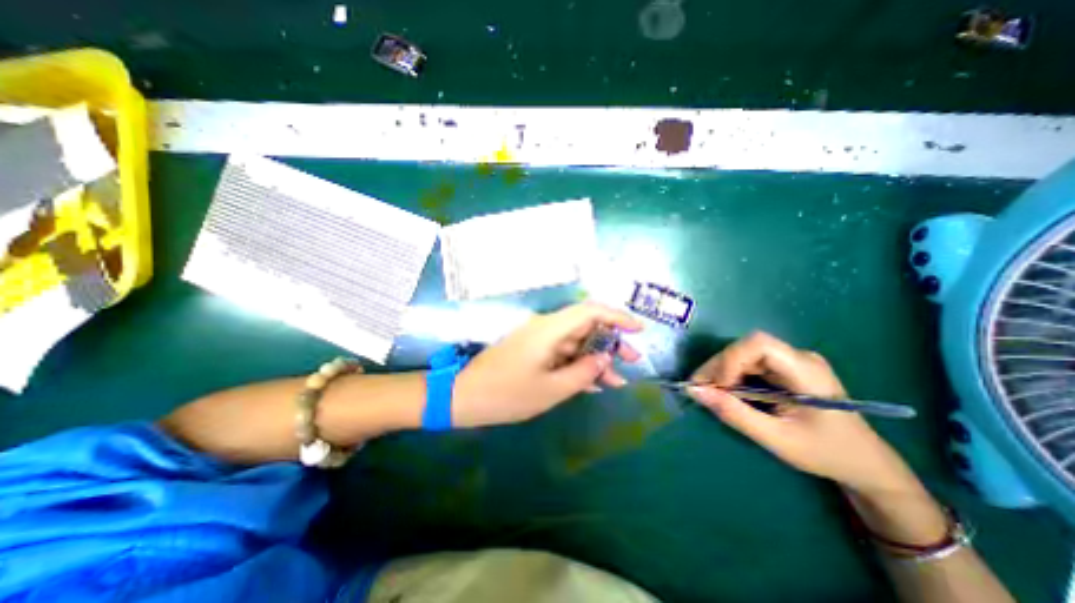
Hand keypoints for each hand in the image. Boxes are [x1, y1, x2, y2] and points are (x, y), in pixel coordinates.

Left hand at [450, 303, 641, 427]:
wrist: (465, 397)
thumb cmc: (507, 394)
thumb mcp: (551, 389)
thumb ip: (583, 372)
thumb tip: (605, 358)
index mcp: (550, 329)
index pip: (590, 311)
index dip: (617, 316)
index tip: (638, 329)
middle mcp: (546, 327)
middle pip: (586, 326)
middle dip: (611, 341)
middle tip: (631, 360)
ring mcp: (539, 339)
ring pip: (576, 342)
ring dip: (596, 358)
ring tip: (616, 381)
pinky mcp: (533, 351)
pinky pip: (563, 353)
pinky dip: (578, 365)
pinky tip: (593, 383)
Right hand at [688, 329, 924, 495]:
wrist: (864, 463)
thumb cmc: (826, 453)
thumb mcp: (776, 438)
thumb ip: (734, 413)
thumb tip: (695, 392)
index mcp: (805, 370)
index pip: (758, 343)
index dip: (730, 359)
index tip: (718, 386)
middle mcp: (798, 357)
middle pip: (745, 348)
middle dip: (718, 367)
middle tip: (699, 390)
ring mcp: (791, 361)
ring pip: (743, 354)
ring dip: (721, 371)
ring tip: (708, 392)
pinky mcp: (785, 368)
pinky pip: (749, 364)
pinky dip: (731, 376)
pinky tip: (725, 392)